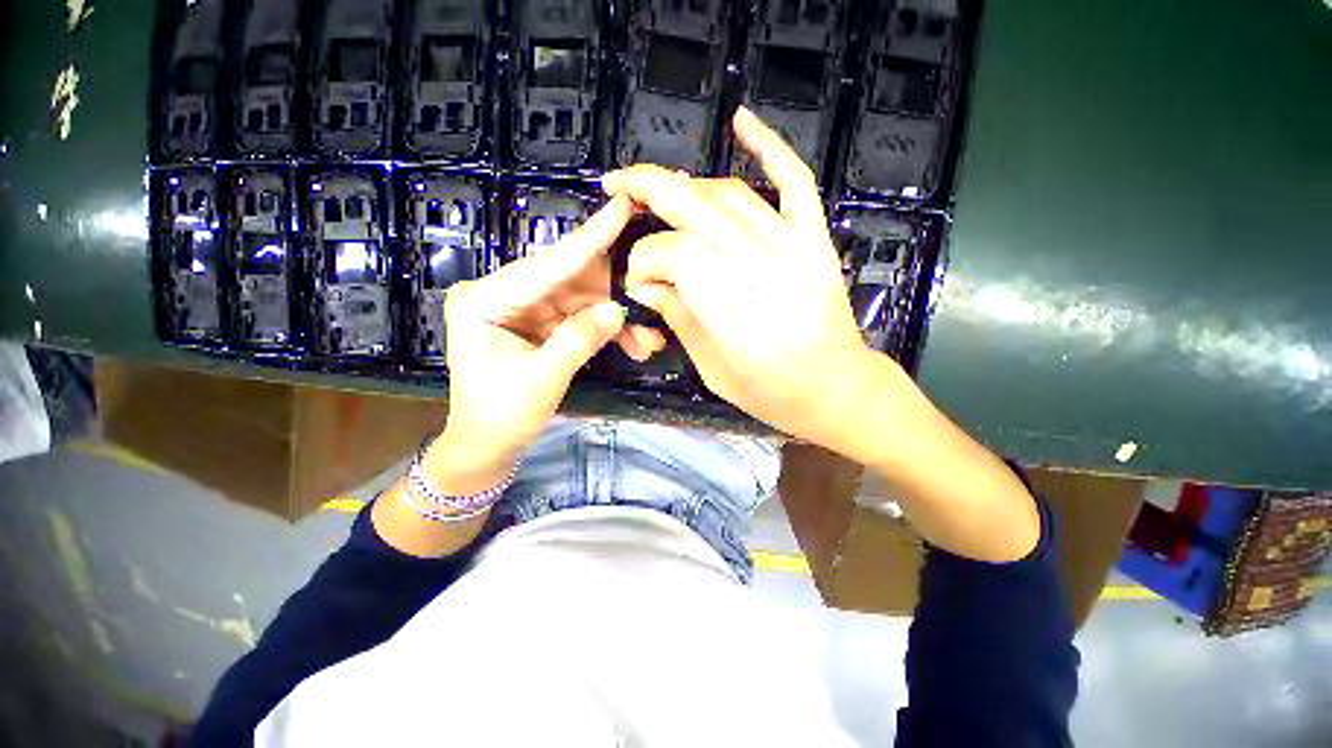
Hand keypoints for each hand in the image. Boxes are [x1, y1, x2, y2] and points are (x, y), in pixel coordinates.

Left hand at [437, 195, 665, 480]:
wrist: (487, 446)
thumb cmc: (500, 416)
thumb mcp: (541, 380)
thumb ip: (578, 340)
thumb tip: (616, 309)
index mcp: (485, 299)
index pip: (547, 265)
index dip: (590, 238)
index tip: (622, 206)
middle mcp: (502, 294)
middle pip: (568, 279)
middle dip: (614, 292)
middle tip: (652, 294)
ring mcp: (523, 308)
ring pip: (580, 299)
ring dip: (616, 317)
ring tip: (648, 339)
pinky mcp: (539, 323)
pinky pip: (579, 317)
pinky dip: (605, 329)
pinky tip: (632, 343)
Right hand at [602, 107, 875, 449]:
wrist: (838, 388)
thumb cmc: (773, 394)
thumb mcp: (714, 372)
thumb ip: (679, 319)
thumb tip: (643, 281)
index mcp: (744, 325)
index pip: (683, 257)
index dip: (648, 257)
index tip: (637, 278)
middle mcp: (773, 280)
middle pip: (702, 216)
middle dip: (651, 192)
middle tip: (618, 189)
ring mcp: (802, 254)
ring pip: (732, 198)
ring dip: (687, 188)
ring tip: (658, 195)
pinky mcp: (818, 242)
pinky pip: (794, 182)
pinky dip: (769, 146)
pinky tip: (740, 120)